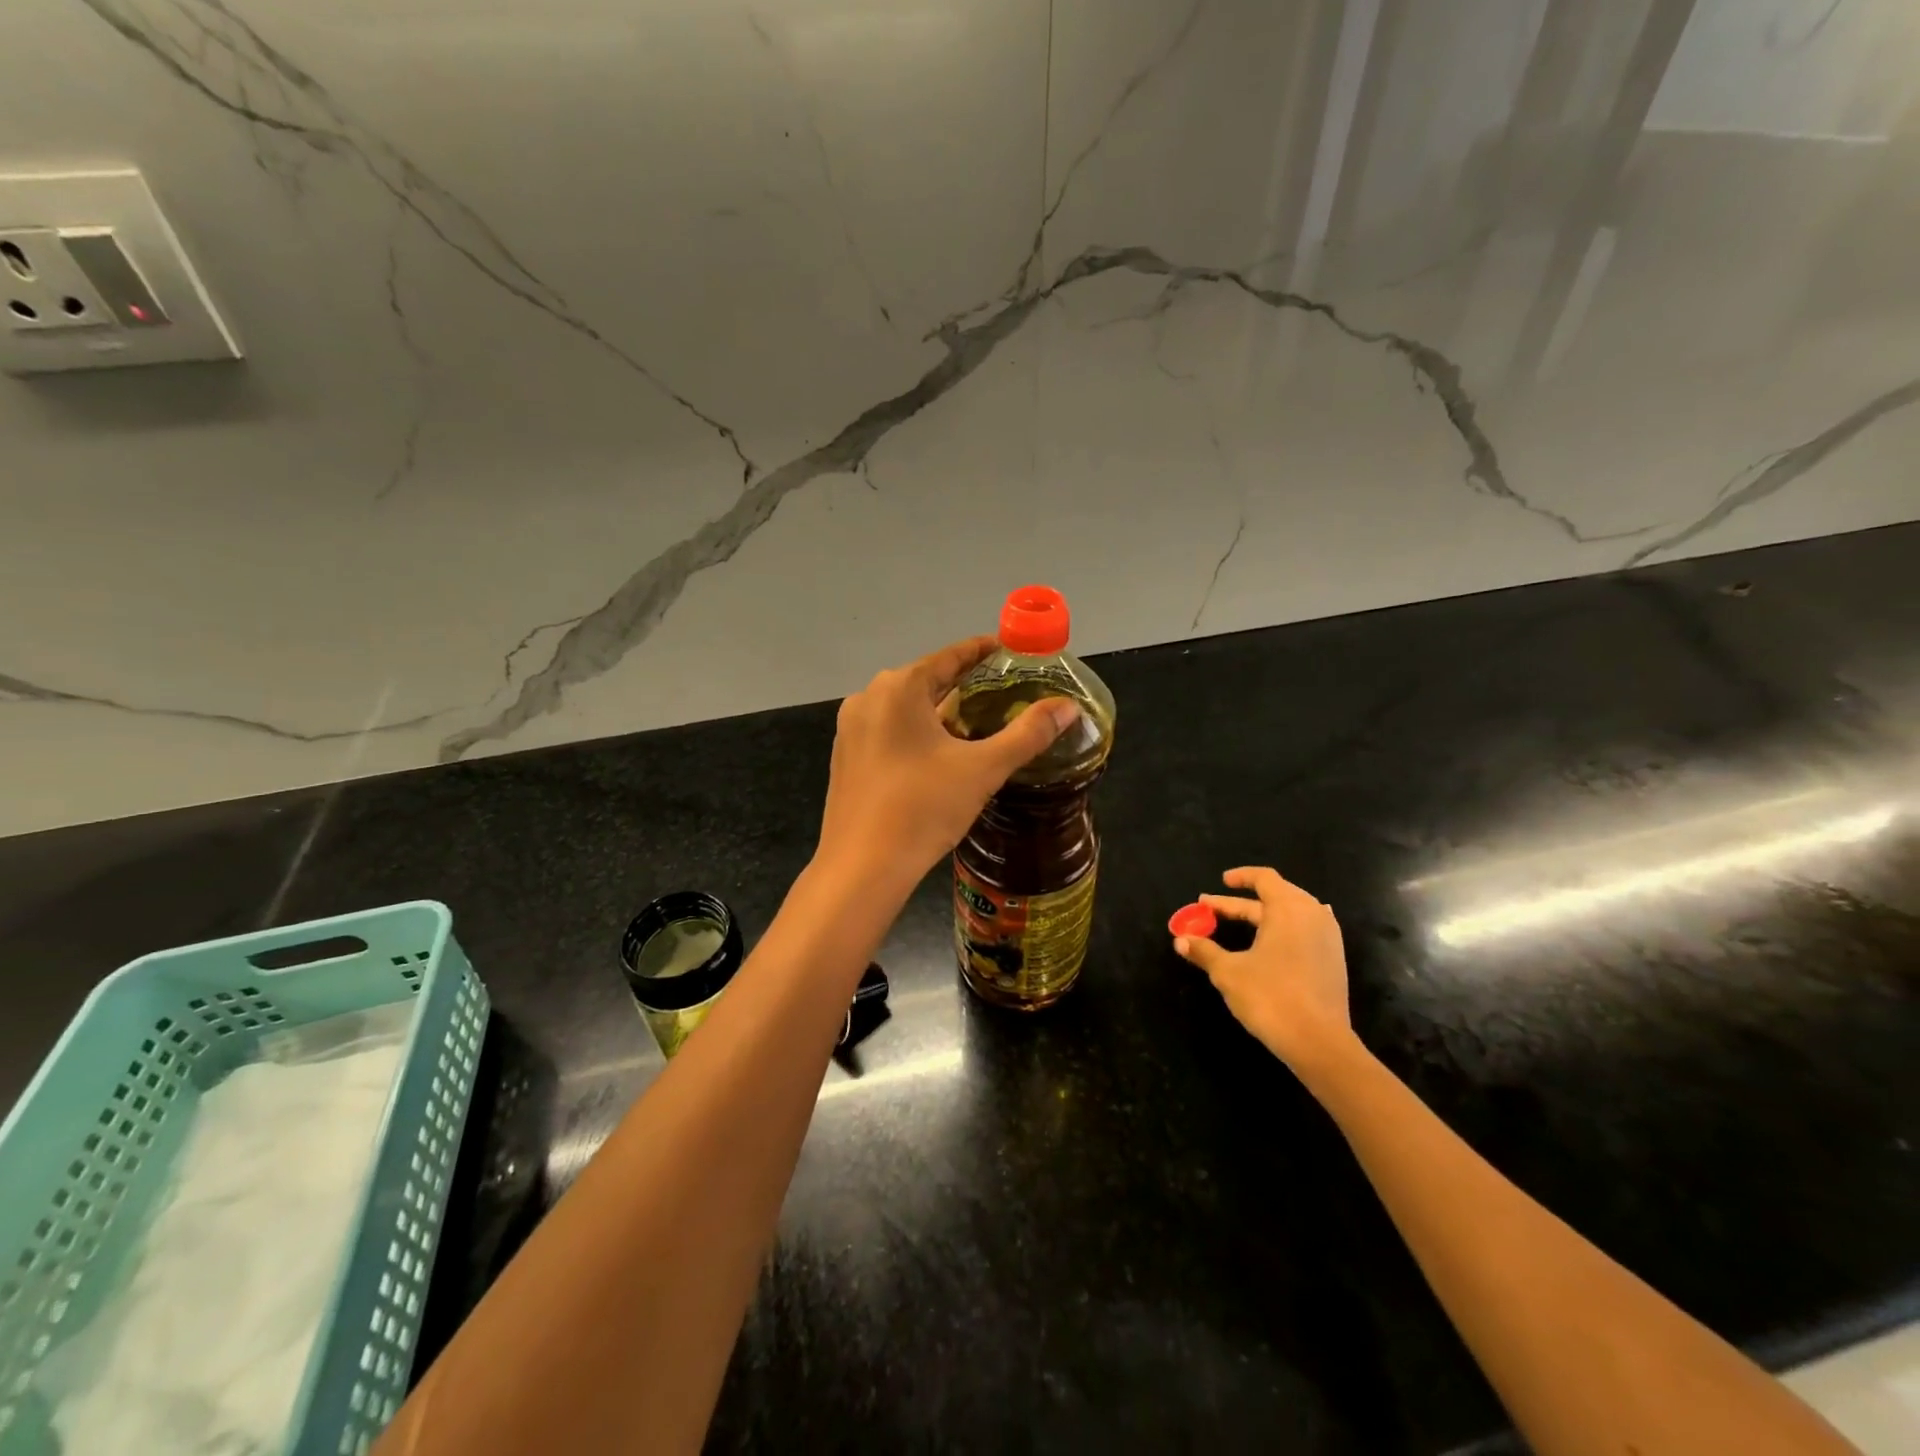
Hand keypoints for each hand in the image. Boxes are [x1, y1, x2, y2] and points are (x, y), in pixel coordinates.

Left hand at [817, 637, 1077, 888]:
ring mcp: (851, 728)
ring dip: (940, 709)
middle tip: (1005, 689)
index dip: (983, 651)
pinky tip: (940, 752)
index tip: (1011, 651)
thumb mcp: (983, 769)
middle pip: (927, 679)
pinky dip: (917, 731)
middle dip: (965, 683)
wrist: (862, 868)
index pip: (950, 656)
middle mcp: (868, 698)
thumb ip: (1027, 734)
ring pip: (905, 707)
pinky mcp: (846, 757)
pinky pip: (889, 730)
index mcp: (899, 688)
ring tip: (979, 719)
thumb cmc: (923, 808)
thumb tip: (1069, 708)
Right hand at [1175, 867, 1357, 1075]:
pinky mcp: (1333, 961)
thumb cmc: (1270, 997)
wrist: (1319, 1043)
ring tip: (1240, 921)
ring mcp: (1328, 939)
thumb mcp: (1228, 972)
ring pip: (1292, 914)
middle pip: (1276, 895)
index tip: (1221, 881)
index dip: (1241, 876)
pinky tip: (1270, 943)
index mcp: (1288, 909)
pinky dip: (1282, 930)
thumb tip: (1180, 940)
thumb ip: (1205, 952)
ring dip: (1263, 915)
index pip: (1265, 878)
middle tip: (1212, 908)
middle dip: (1242, 902)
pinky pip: (1305, 931)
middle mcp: (1312, 916)